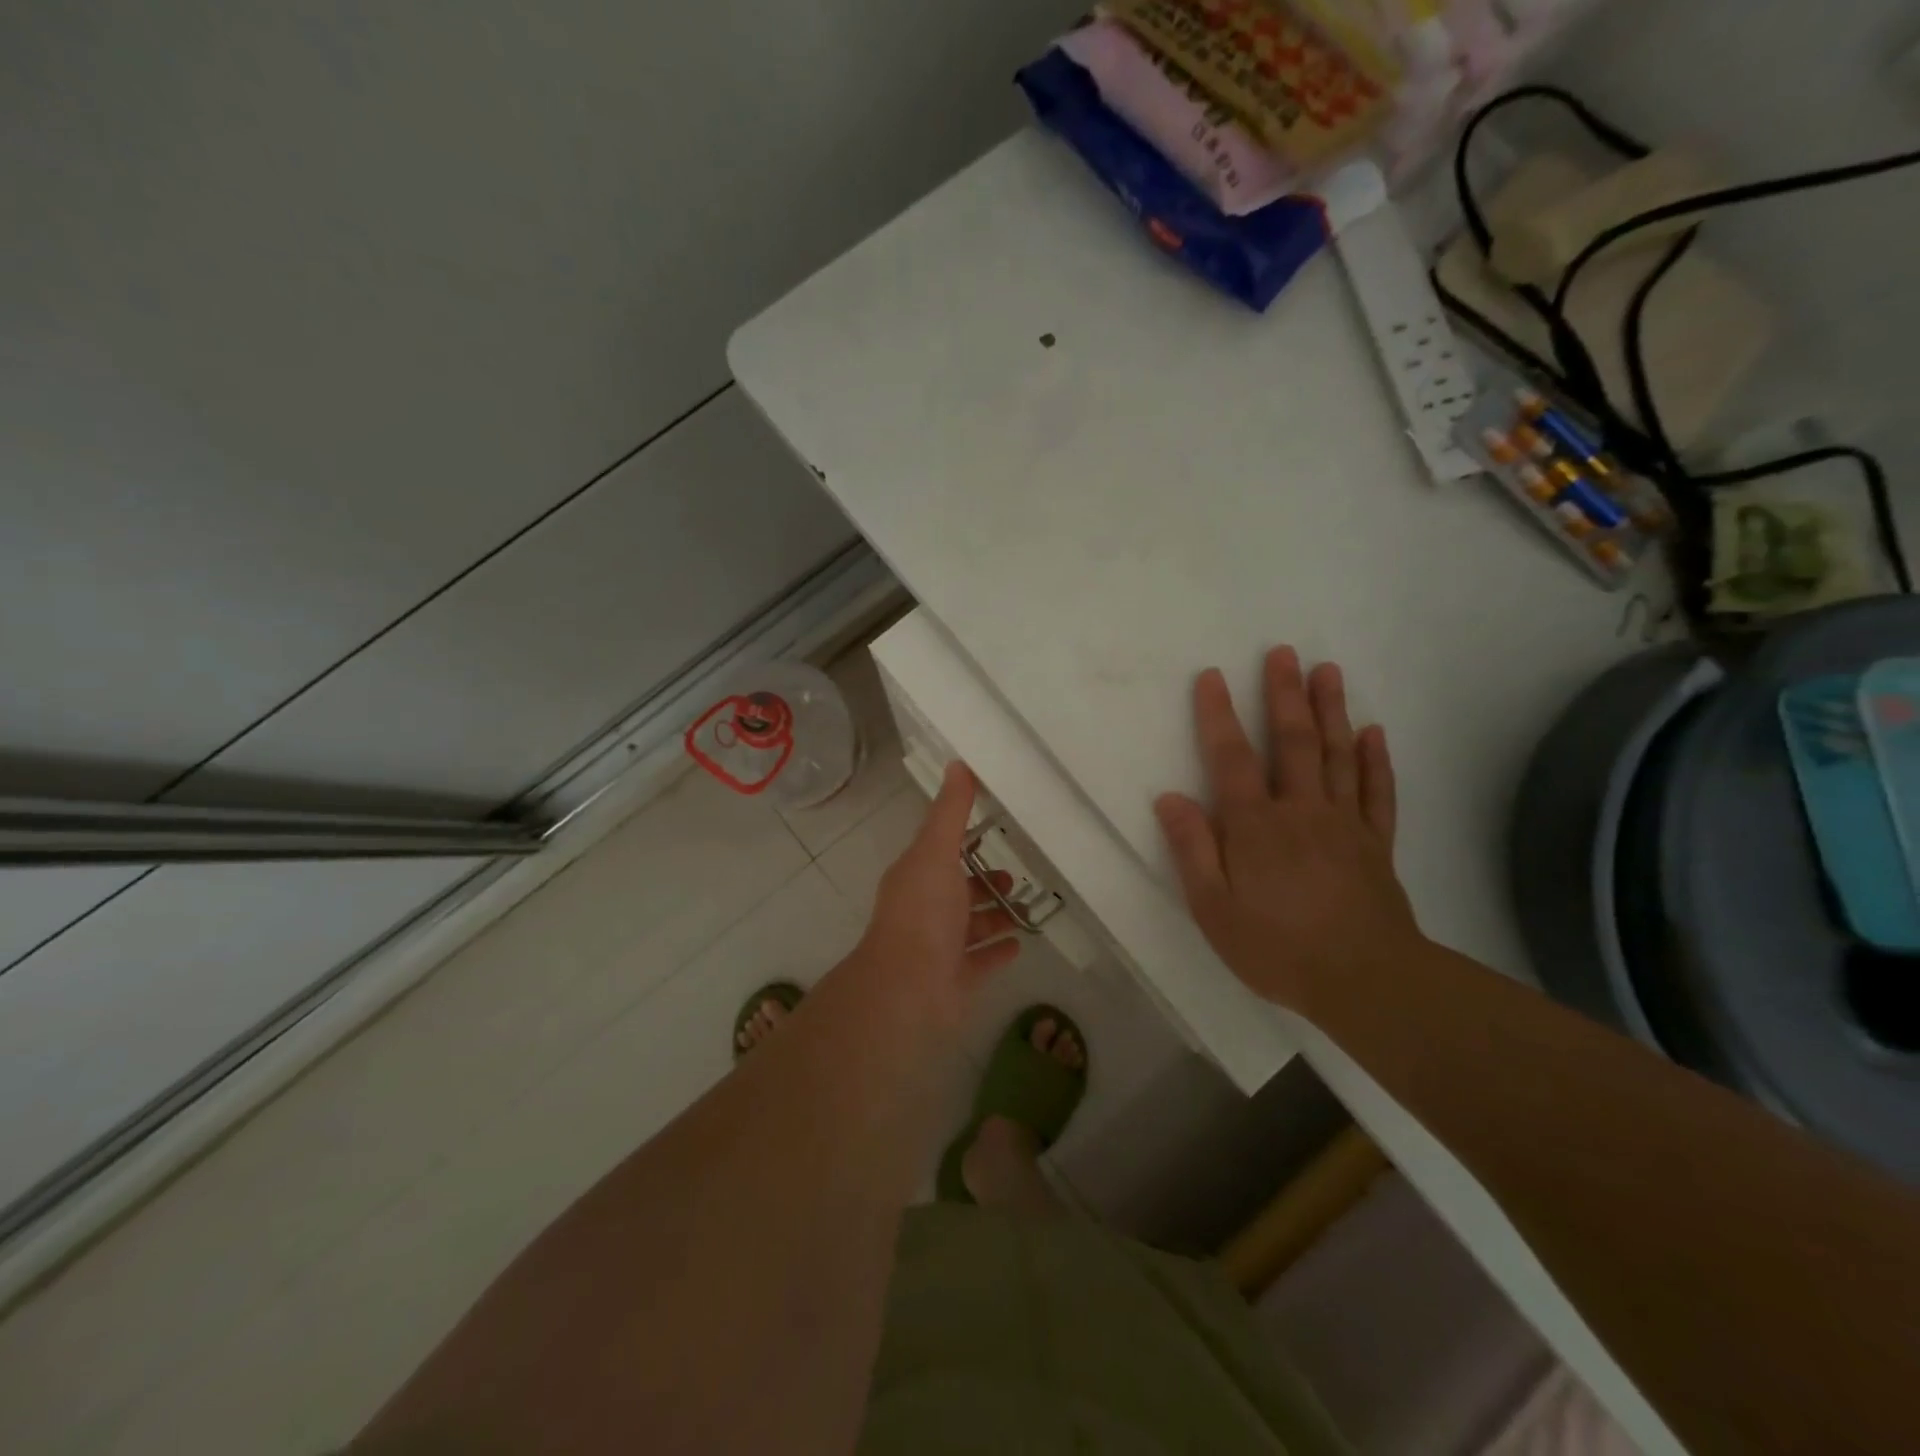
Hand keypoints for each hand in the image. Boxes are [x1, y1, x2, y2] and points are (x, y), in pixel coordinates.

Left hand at [850, 762, 1021, 1026]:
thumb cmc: (922, 913)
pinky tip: (1019, 943)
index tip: (994, 828)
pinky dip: (998, 950)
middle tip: (1015, 875)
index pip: (941, 851)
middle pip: (958, 890)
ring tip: (1025, 907)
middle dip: (984, 881)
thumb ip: (950, 812)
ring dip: (995, 915)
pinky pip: (982, 961)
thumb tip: (958, 764)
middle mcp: (926, 910)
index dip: (964, 840)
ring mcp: (940, 947)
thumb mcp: (936, 852)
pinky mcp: (957, 978)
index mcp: (917, 877)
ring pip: (971, 926)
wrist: (909, 988)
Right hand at [1154, 646, 1419, 1009]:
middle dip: (1284, 694)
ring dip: (1331, 710)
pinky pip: (1377, 792)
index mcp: (1255, 826)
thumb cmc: (1277, 947)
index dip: (1219, 715)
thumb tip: (1169, 798)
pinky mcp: (1376, 843)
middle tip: (1283, 652)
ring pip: (1338, 755)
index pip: (1232, 758)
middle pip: (1293, 742)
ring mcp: (1344, 823)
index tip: (1212, 676)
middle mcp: (1301, 811)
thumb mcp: (1213, 908)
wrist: (1366, 981)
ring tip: (1327, 671)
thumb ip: (1192, 849)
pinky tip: (1373, 732)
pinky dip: (1376, 759)